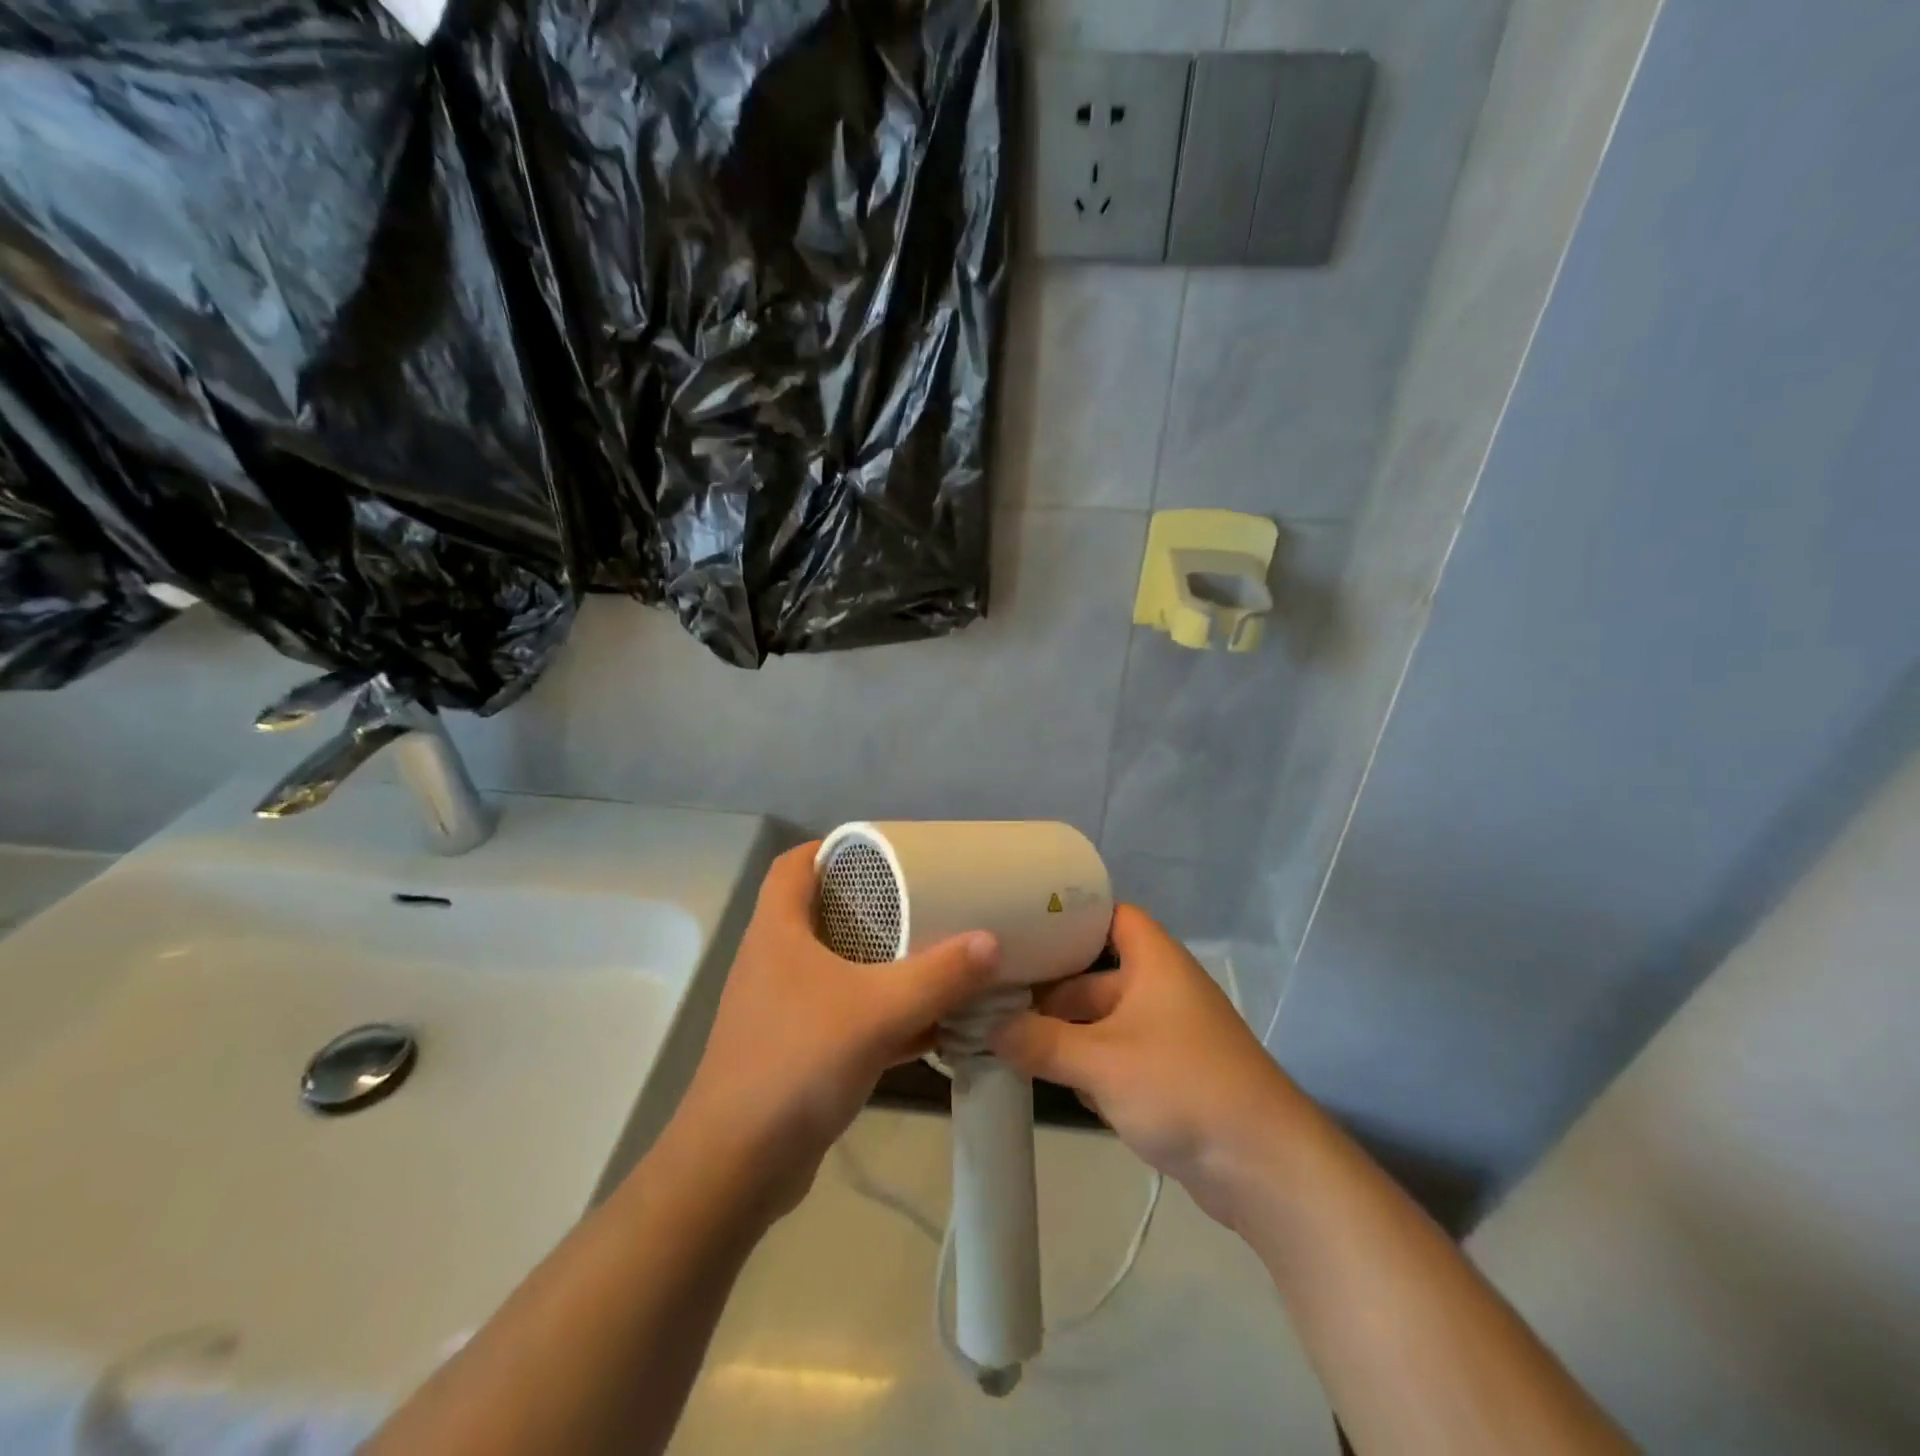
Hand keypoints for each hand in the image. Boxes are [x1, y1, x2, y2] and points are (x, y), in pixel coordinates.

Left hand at [667, 843, 1000, 1222]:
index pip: (794, 864)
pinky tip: (928, 1025)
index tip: (884, 851)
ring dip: (880, 961)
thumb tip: (992, 941)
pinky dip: (881, 1012)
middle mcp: (774, 960)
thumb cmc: (798, 1063)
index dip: (833, 848)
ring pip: (836, 966)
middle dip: (872, 904)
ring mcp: (782, 1007)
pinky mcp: (795, 1049)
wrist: (737, 1167)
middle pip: (822, 912)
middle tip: (923, 898)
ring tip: (934, 953)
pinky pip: (844, 1014)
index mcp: (778, 931)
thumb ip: (939, 976)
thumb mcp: (878, 1011)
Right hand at [990, 904, 1311, 1227]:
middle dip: (1049, 989)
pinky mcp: (1165, 1079)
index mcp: (1154, 963)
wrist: (1265, 1169)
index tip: (1021, 925)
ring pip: (1100, 1021)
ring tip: (1003, 1035)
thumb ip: (1040, 1042)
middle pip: (1094, 975)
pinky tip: (1042, 1079)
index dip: (1070, 916)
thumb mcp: (1102, 1061)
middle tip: (992, 993)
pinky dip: (1083, 1066)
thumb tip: (988, 1028)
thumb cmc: (1183, 1087)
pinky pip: (1113, 1058)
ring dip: (1061, 1032)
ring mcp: (1163, 1037)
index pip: (1110, 916)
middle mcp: (1159, 990)